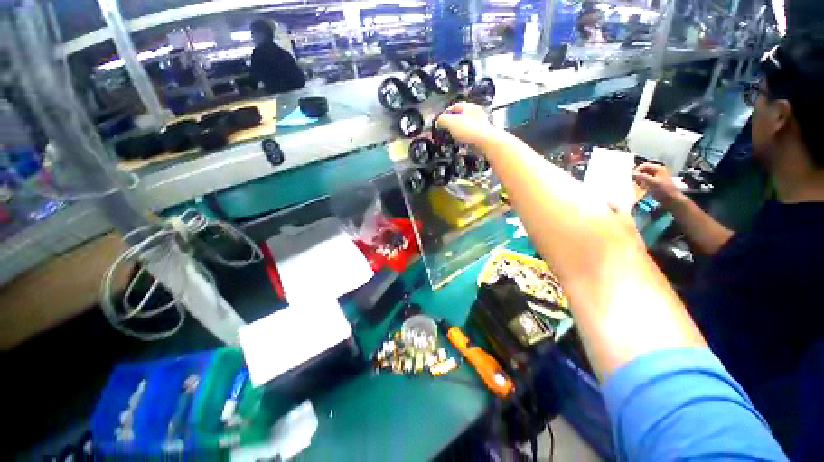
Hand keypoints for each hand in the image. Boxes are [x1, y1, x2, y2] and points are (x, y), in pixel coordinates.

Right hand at [435, 102, 500, 147]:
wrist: (487, 142)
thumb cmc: (470, 130)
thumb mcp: (450, 122)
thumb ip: (442, 120)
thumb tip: (438, 121)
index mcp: (468, 106)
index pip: (454, 107)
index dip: (445, 114)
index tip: (439, 122)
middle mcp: (476, 113)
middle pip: (460, 117)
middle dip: (452, 124)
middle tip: (445, 132)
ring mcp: (481, 124)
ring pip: (466, 127)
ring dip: (458, 133)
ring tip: (452, 139)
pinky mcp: (483, 135)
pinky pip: (471, 136)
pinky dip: (465, 139)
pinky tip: (462, 145)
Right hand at [632, 163, 682, 206]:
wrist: (671, 200)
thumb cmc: (663, 190)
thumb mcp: (652, 182)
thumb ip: (642, 177)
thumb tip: (632, 173)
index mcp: (658, 169)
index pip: (644, 165)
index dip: (637, 170)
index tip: (632, 177)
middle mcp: (657, 171)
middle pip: (643, 170)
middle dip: (638, 176)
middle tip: (636, 182)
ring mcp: (656, 177)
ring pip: (643, 176)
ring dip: (639, 180)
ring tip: (639, 186)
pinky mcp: (654, 183)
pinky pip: (645, 181)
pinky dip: (642, 184)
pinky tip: (642, 188)